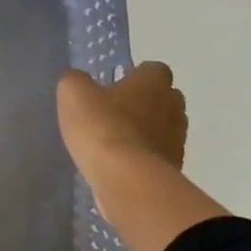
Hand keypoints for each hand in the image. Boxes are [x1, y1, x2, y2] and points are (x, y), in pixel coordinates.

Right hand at [56, 61, 187, 180]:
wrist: (126, 180)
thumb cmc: (102, 127)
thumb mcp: (73, 94)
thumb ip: (75, 82)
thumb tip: (79, 82)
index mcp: (153, 83)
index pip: (155, 70)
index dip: (137, 76)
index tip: (116, 86)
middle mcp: (173, 107)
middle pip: (165, 99)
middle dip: (145, 103)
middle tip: (115, 112)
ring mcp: (177, 141)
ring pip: (164, 129)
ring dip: (145, 132)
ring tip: (115, 142)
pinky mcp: (174, 170)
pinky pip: (158, 157)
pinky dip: (143, 158)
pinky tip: (119, 166)